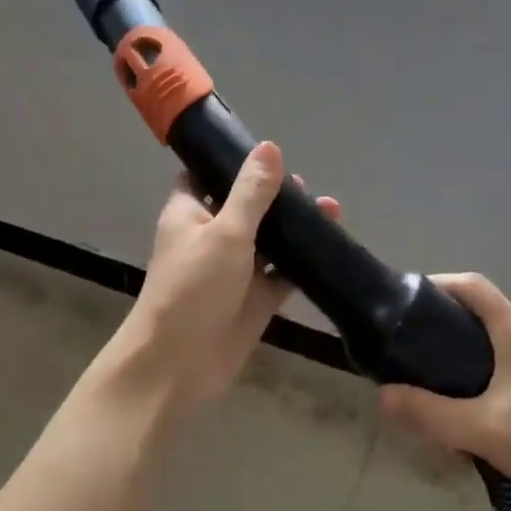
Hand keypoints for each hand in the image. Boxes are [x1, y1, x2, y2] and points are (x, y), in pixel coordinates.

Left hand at [115, 141, 338, 413]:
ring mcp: (235, 270)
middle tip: (308, 188)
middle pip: (247, 207)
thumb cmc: (193, 288)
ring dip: (294, 228)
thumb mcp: (225, 232)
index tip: (268, 153)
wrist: (179, 363)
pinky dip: (301, 263)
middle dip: (276, 196)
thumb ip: (251, 192)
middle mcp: (212, 237)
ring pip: (269, 241)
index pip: (208, 176)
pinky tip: (330, 247)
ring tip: (331, 210)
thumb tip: (270, 147)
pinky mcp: (255, 299)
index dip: (234, 163)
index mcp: (191, 213)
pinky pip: (281, 275)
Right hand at [376, 274, 510, 510]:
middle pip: (483, 313)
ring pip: (497, 343)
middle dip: (443, 323)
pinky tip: (473, 406)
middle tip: (410, 348)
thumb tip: (384, 395)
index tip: (406, 301)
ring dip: (464, 352)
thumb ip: (429, 413)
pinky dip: (484, 373)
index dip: (438, 284)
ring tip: (433, 379)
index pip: (474, 286)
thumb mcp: (482, 430)